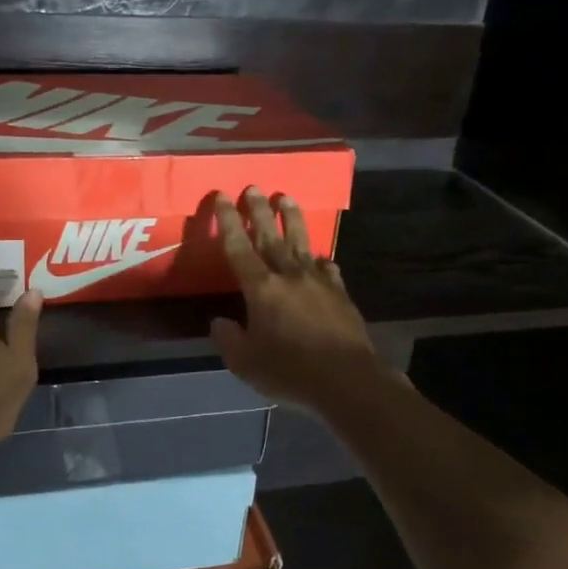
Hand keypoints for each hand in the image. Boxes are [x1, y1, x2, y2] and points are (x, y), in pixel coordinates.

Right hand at [209, 188, 391, 410]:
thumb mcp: (246, 364)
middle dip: (258, 210)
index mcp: (261, 289)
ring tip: (285, 197)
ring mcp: (318, 282)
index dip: (227, 220)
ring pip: (301, 242)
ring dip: (291, 218)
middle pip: (270, 236)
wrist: (348, 380)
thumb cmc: (291, 372)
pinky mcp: (340, 293)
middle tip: (253, 187)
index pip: (238, 247)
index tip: (223, 195)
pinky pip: (326, 267)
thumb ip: (229, 340)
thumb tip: (219, 322)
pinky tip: (318, 256)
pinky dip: (318, 259)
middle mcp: (288, 276)